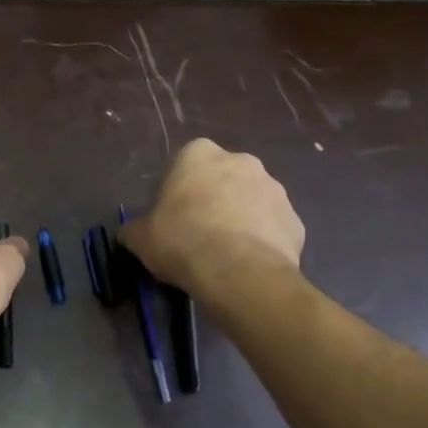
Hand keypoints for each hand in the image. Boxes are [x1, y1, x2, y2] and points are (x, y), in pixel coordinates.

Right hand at [120, 139, 306, 299]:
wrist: (239, 272)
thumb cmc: (182, 240)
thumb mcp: (141, 237)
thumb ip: (136, 229)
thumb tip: (132, 233)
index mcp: (199, 154)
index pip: (186, 162)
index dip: (179, 189)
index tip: (173, 215)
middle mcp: (241, 161)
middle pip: (223, 178)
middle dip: (215, 199)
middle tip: (199, 232)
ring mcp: (275, 189)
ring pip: (252, 201)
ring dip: (241, 218)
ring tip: (226, 253)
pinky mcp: (295, 220)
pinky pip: (273, 227)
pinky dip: (263, 241)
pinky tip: (248, 264)